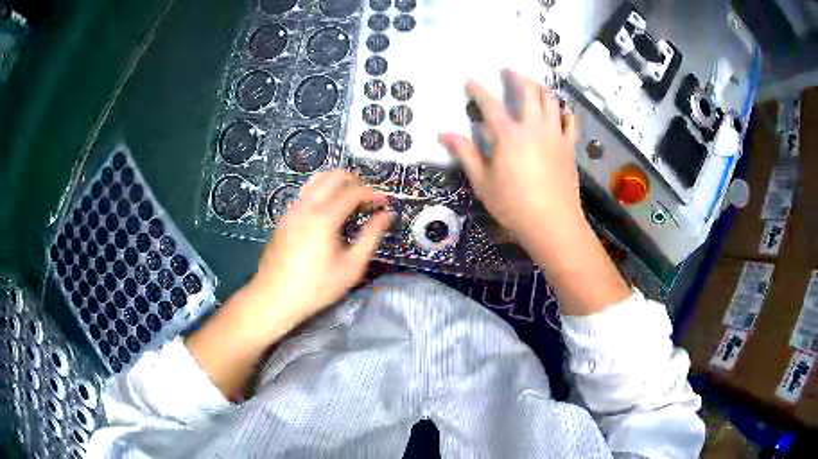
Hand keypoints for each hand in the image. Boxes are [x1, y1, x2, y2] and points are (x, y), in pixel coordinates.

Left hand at [187, 171, 389, 398]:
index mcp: (324, 217)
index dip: (373, 193)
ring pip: (316, 181)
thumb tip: (386, 216)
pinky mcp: (284, 218)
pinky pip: (306, 193)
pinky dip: (321, 193)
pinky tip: (328, 213)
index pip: (353, 191)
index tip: (385, 202)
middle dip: (354, 182)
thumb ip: (370, 237)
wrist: (274, 298)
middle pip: (333, 176)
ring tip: (349, 201)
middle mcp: (306, 206)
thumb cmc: (316, 287)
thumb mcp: (351, 267)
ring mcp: (292, 210)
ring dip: (336, 184)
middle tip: (367, 199)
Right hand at [440, 70, 581, 248]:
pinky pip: (570, 121)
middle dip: (517, 77)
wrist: (552, 223)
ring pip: (551, 100)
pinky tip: (561, 109)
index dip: (478, 89)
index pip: (490, 104)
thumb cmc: (513, 206)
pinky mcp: (569, 147)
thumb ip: (465, 154)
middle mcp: (533, 127)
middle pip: (528, 92)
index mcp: (508, 135)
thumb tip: (444, 133)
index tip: (470, 79)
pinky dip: (564, 111)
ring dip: (541, 88)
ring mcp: (555, 135)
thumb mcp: (482, 182)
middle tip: (510, 70)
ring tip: (534, 84)